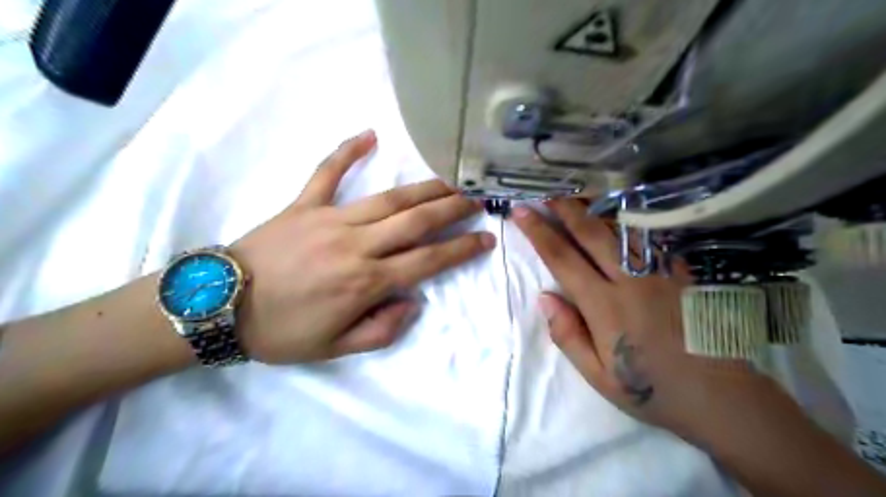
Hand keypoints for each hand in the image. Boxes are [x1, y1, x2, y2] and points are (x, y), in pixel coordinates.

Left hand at [227, 131, 494, 364]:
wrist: (217, 307)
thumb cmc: (280, 332)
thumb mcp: (335, 349)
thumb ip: (381, 330)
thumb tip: (413, 302)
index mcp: (367, 282)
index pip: (428, 260)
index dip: (462, 249)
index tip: (486, 238)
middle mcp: (358, 245)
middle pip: (417, 221)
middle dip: (453, 209)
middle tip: (477, 199)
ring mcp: (331, 219)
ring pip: (389, 198)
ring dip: (424, 187)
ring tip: (450, 178)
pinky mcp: (304, 204)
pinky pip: (328, 172)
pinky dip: (347, 151)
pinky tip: (369, 135)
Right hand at [512, 200, 780, 435]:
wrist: (720, 397)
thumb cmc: (651, 388)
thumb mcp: (598, 375)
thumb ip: (568, 335)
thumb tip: (545, 297)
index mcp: (605, 306)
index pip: (563, 259)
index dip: (539, 232)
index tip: (521, 212)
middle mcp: (631, 281)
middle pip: (592, 233)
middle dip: (565, 207)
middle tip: (547, 189)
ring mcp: (661, 272)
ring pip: (623, 228)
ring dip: (596, 207)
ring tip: (578, 191)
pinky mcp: (683, 272)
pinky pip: (652, 237)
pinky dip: (631, 219)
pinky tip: (622, 210)